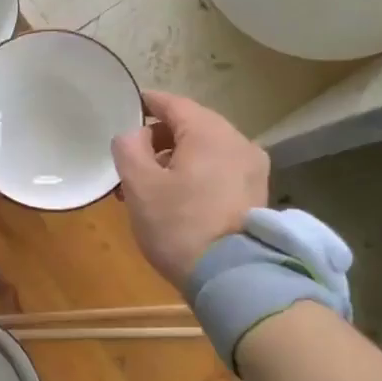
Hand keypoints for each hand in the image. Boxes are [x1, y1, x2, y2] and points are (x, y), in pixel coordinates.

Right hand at [111, 89, 268, 287]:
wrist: (232, 277)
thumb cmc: (179, 224)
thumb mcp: (139, 185)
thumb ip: (128, 148)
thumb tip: (134, 134)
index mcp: (210, 132)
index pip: (173, 104)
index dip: (146, 103)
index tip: (126, 107)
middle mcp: (238, 142)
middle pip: (191, 127)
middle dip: (158, 139)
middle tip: (130, 160)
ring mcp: (252, 169)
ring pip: (205, 151)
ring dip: (175, 159)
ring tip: (147, 186)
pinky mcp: (255, 194)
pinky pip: (218, 170)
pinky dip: (194, 174)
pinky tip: (174, 198)